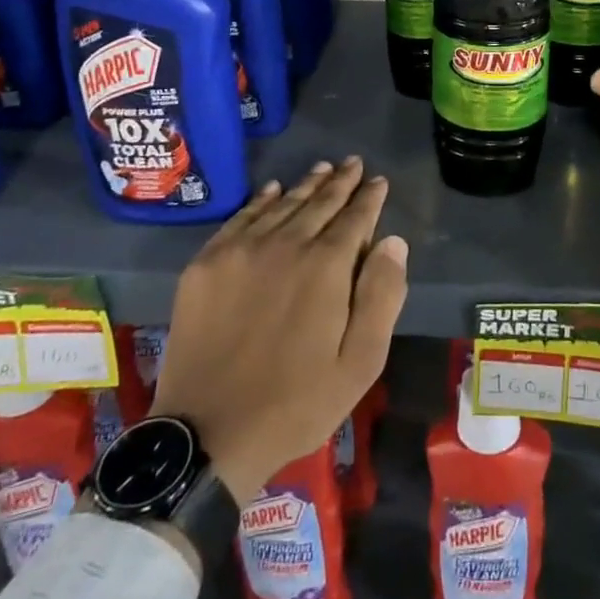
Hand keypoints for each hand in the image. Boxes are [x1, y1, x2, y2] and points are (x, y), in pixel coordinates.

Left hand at [153, 158, 407, 503]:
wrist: (208, 435)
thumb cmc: (297, 403)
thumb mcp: (360, 363)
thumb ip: (382, 296)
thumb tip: (393, 242)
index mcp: (326, 267)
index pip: (355, 218)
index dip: (369, 197)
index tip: (378, 181)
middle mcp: (285, 245)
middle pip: (318, 203)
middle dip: (341, 182)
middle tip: (354, 164)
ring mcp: (240, 251)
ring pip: (281, 205)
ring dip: (306, 185)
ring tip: (323, 168)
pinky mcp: (206, 265)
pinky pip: (240, 219)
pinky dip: (261, 201)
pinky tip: (272, 190)